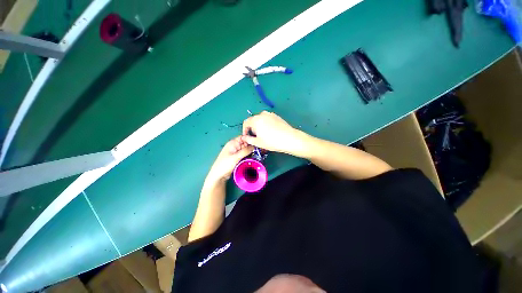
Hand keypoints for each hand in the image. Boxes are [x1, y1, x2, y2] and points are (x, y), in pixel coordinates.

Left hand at [206, 136, 253, 183]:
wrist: (219, 176)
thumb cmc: (225, 165)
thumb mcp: (236, 157)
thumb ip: (245, 151)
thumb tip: (255, 145)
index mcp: (233, 143)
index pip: (243, 137)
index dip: (250, 139)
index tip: (257, 143)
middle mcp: (235, 146)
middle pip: (245, 143)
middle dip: (251, 146)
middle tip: (259, 150)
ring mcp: (236, 152)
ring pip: (246, 150)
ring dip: (250, 152)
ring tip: (257, 154)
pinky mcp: (237, 158)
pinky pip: (244, 155)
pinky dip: (248, 156)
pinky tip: (253, 158)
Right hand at [241, 111, 304, 154]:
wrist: (290, 138)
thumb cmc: (272, 141)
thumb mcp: (258, 143)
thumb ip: (248, 139)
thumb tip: (244, 138)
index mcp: (256, 120)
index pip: (246, 122)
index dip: (244, 130)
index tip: (246, 136)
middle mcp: (262, 114)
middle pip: (253, 120)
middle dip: (252, 128)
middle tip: (255, 137)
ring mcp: (270, 114)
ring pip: (260, 119)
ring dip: (258, 125)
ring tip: (263, 134)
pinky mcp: (276, 116)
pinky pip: (267, 119)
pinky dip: (265, 123)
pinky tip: (270, 131)